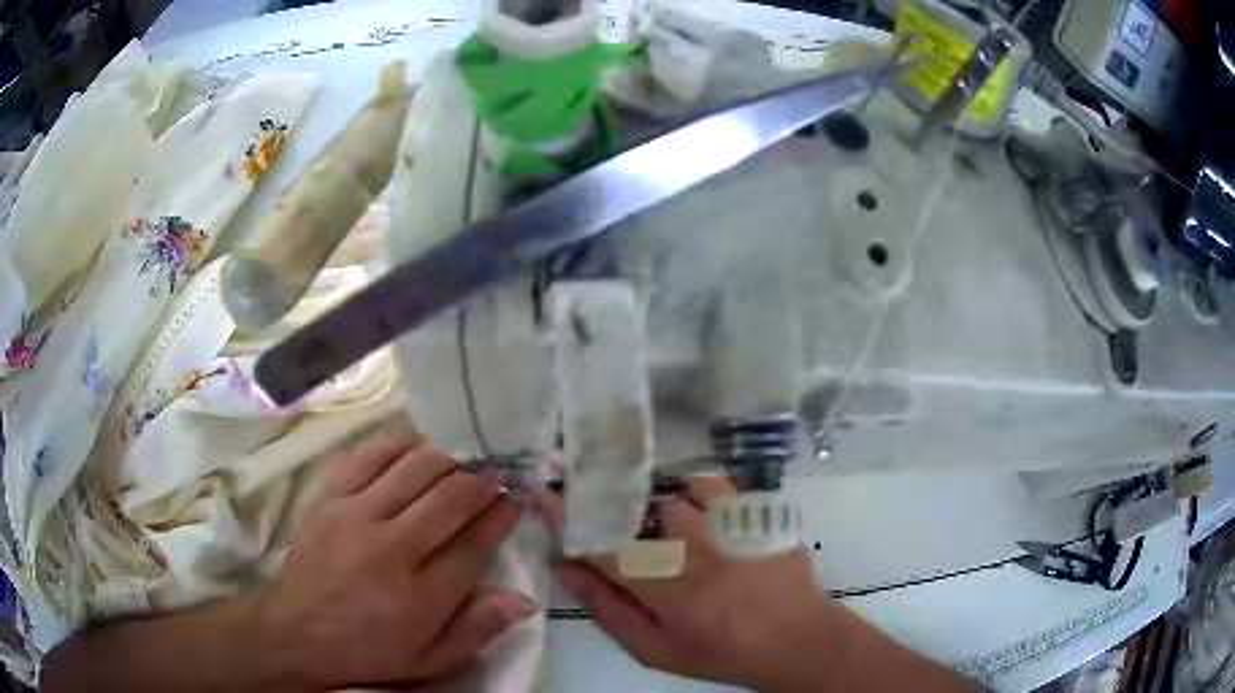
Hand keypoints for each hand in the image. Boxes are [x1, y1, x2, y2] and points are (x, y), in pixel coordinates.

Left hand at [252, 431, 533, 689]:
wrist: (295, 631)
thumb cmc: (368, 650)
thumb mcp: (429, 660)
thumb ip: (477, 630)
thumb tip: (524, 600)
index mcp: (422, 596)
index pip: (475, 543)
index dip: (502, 516)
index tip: (515, 502)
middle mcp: (392, 548)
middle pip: (449, 498)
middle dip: (481, 481)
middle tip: (495, 475)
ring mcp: (356, 516)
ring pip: (413, 468)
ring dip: (447, 458)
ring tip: (463, 458)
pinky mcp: (329, 498)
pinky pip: (369, 457)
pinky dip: (399, 446)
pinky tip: (415, 446)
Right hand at [549, 477, 966, 691]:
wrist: (795, 639)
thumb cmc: (719, 651)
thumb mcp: (653, 648)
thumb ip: (606, 608)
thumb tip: (566, 565)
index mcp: (664, 588)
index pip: (601, 542)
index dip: (567, 516)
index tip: (546, 492)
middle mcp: (694, 548)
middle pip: (637, 509)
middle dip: (623, 518)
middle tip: (634, 539)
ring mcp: (730, 526)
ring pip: (674, 496)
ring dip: (666, 515)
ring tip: (681, 540)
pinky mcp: (756, 513)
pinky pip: (713, 485)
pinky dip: (700, 496)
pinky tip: (708, 521)